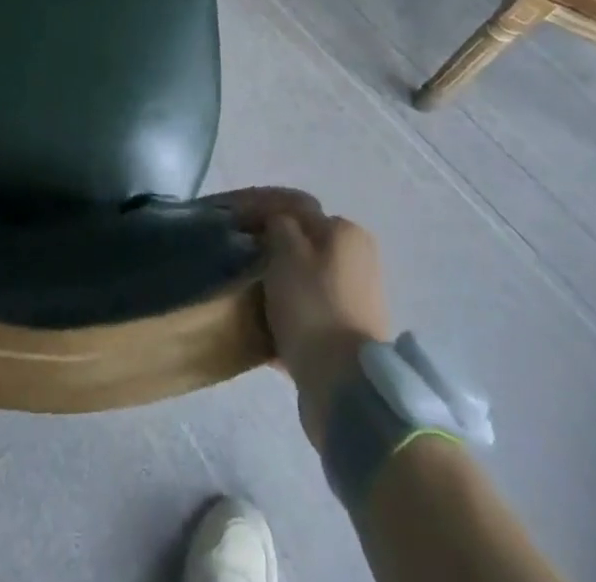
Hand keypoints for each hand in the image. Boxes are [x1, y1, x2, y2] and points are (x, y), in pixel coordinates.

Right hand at [217, 188, 392, 445]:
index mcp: (346, 232)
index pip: (296, 210)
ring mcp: (358, 300)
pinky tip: (265, 326)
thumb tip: (278, 223)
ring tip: (249, 295)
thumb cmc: (312, 305)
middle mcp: (359, 260)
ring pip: (306, 280)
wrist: (344, 385)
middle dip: (274, 252)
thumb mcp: (285, 250)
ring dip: (281, 285)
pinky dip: (290, 315)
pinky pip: (311, 313)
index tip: (235, 228)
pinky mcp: (350, 335)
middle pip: (304, 246)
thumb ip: (278, 224)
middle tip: (242, 261)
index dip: (262, 214)